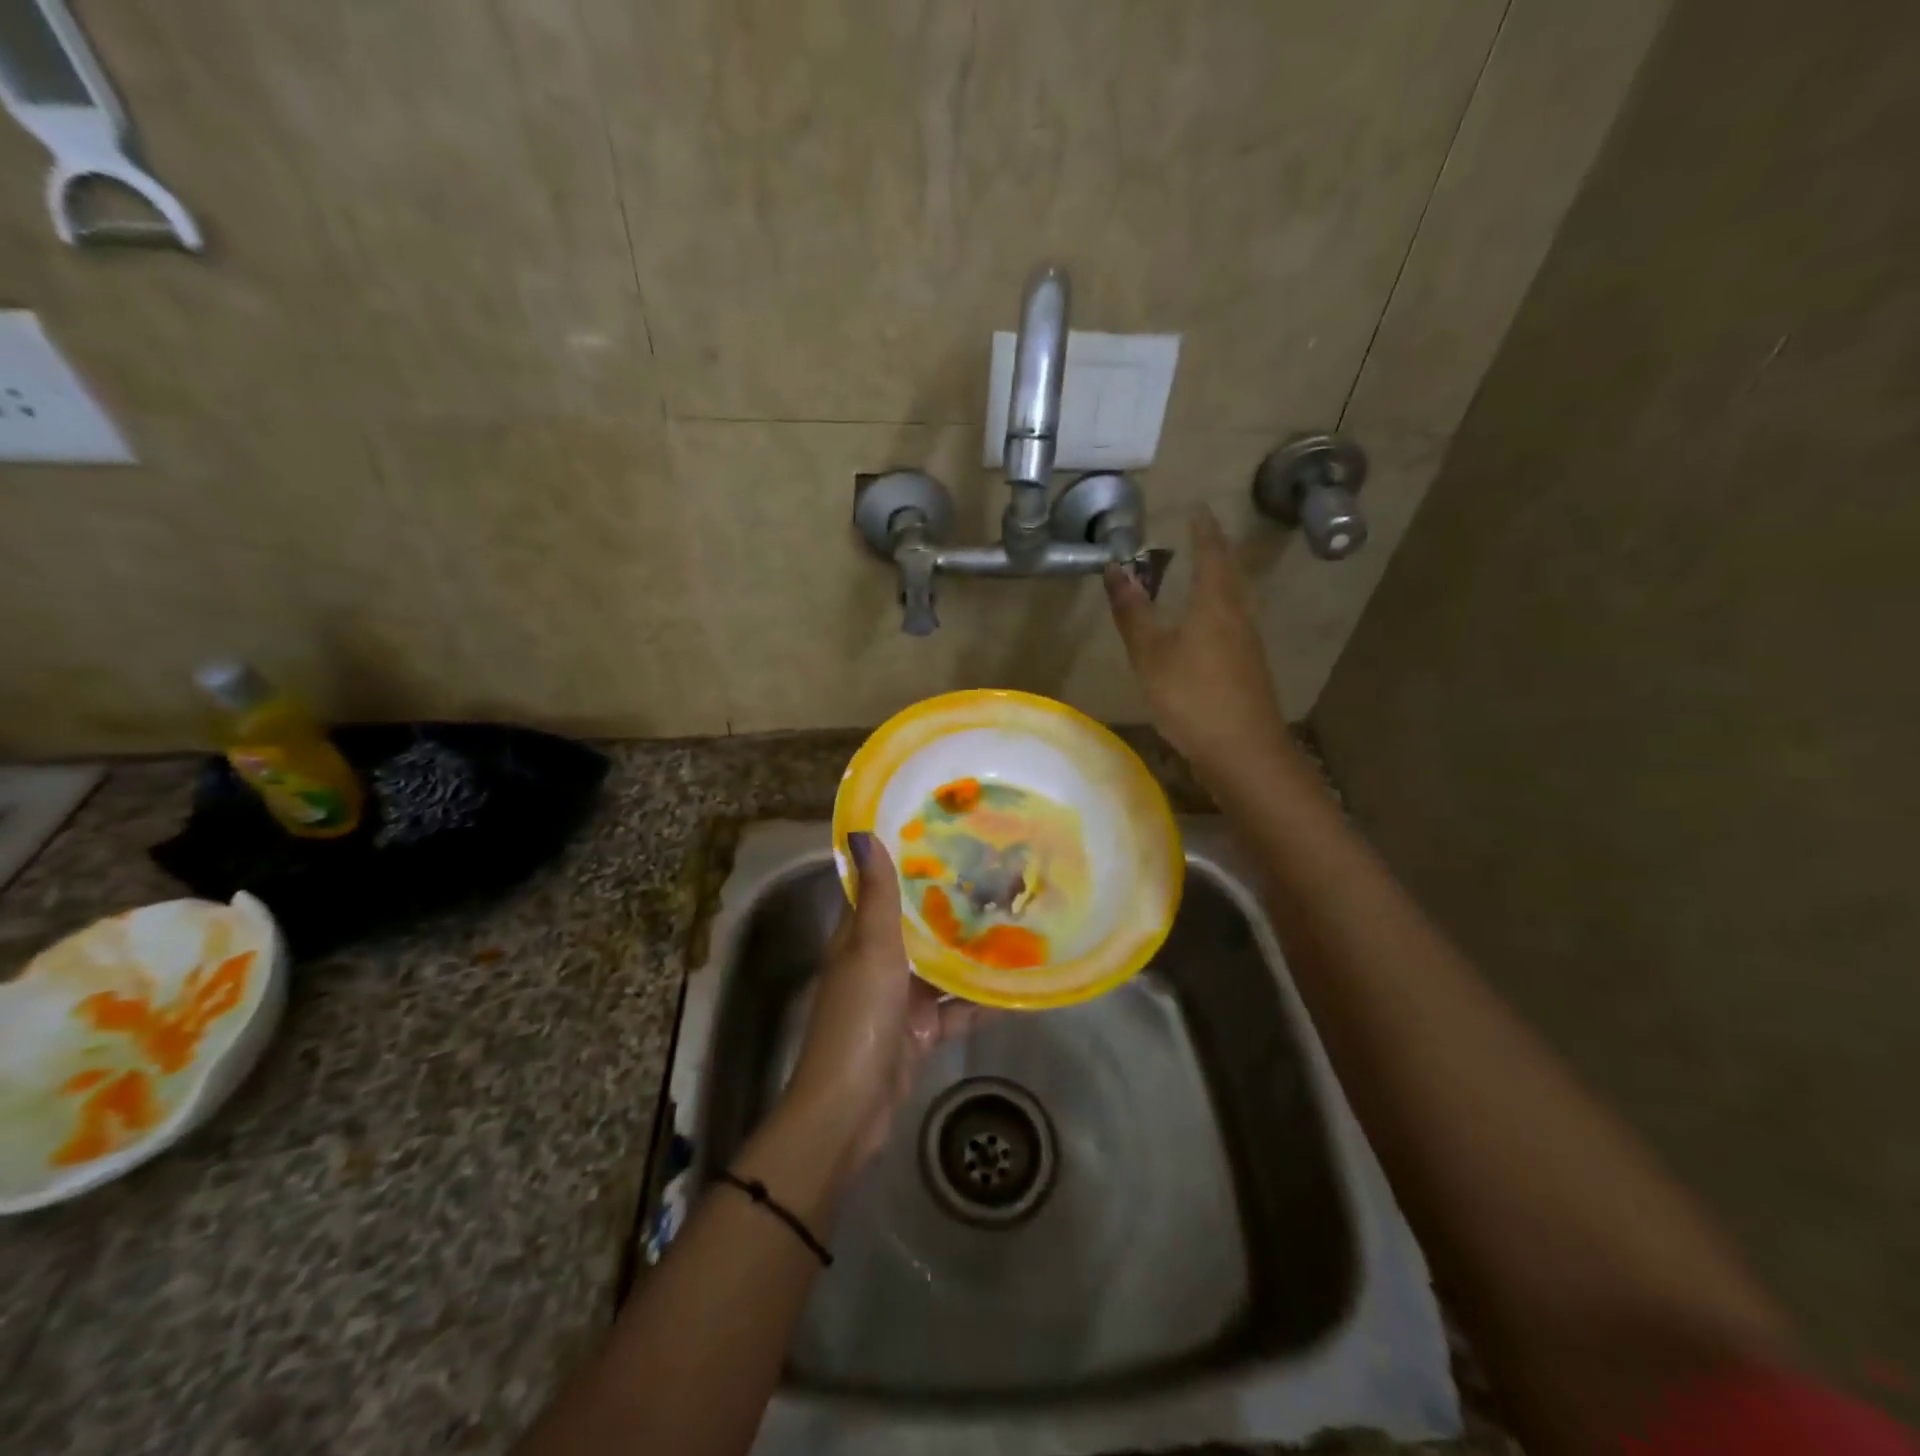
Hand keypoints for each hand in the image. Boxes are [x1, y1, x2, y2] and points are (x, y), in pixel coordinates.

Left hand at [784, 832, 990, 1173]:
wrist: (851, 1110)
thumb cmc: (859, 1018)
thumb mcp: (870, 950)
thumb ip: (877, 896)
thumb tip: (860, 833)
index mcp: (858, 937)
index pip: (879, 887)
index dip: (905, 860)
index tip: (942, 831)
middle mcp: (878, 961)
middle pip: (916, 924)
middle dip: (951, 902)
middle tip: (997, 870)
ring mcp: (901, 999)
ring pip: (941, 965)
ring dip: (972, 950)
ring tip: (1017, 918)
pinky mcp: (921, 1032)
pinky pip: (957, 1008)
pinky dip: (982, 1000)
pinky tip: (1019, 984)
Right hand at [1104, 507, 1291, 775]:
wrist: (1242, 752)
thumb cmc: (1192, 697)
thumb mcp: (1151, 654)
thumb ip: (1133, 612)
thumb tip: (1115, 568)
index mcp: (1215, 604)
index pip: (1211, 554)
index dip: (1204, 530)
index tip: (1198, 509)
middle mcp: (1238, 616)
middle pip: (1230, 574)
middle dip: (1216, 551)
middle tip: (1202, 535)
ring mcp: (1248, 645)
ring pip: (1234, 599)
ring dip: (1220, 580)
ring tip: (1203, 573)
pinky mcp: (1249, 669)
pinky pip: (1234, 624)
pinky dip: (1219, 609)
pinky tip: (1209, 626)